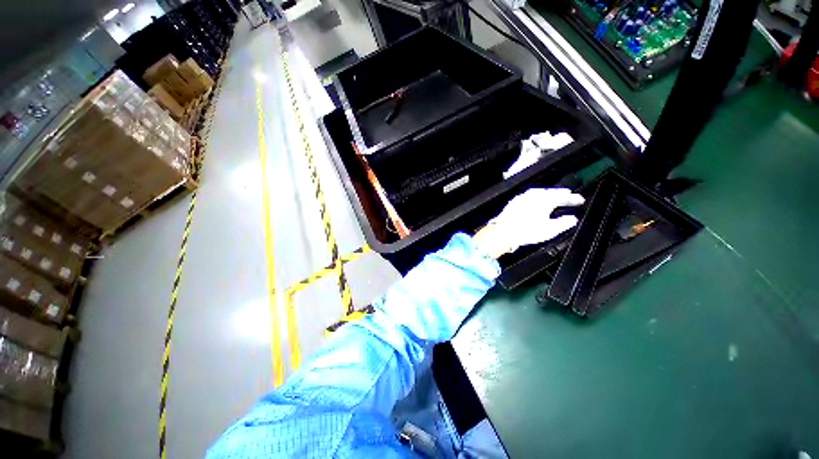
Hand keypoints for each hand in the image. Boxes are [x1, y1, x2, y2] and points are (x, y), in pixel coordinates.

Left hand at [473, 188, 584, 257]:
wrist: (503, 231)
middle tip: (568, 194)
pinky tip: (534, 201)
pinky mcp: (513, 202)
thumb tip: (572, 219)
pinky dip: (535, 197)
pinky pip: (528, 196)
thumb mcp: (549, 230)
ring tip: (552, 196)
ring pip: (538, 192)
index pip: (562, 196)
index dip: (572, 198)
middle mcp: (533, 195)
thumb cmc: (527, 231)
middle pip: (550, 192)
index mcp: (545, 200)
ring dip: (547, 194)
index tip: (580, 199)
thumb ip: (563, 223)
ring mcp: (522, 198)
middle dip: (560, 193)